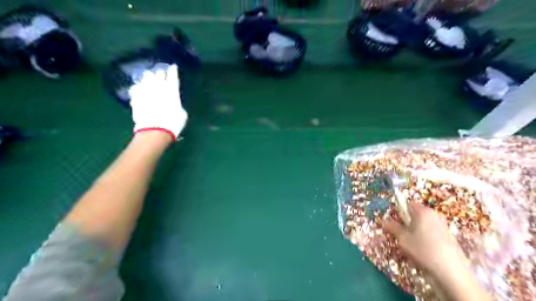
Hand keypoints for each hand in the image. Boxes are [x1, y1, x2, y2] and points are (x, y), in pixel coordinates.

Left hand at [128, 65, 185, 139]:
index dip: (173, 70)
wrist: (155, 130)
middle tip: (162, 74)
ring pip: (146, 77)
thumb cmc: (173, 123)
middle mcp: (158, 86)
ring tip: (149, 79)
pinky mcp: (135, 97)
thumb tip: (173, 102)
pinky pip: (136, 87)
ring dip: (149, 78)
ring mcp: (145, 90)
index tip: (173, 67)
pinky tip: (140, 88)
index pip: (173, 75)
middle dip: (160, 73)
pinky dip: (139, 87)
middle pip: (158, 73)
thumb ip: (177, 103)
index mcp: (172, 90)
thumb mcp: (182, 113)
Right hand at [383, 201, 462, 276]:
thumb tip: (384, 221)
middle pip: (416, 213)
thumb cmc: (423, 250)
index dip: (399, 212)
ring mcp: (443, 225)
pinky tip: (425, 249)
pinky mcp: (449, 236)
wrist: (451, 271)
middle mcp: (434, 214)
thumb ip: (393, 227)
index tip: (396, 222)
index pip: (407, 203)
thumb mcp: (402, 238)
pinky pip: (432, 231)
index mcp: (422, 211)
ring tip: (413, 244)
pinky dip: (426, 236)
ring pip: (424, 223)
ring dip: (416, 230)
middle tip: (402, 234)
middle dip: (408, 221)